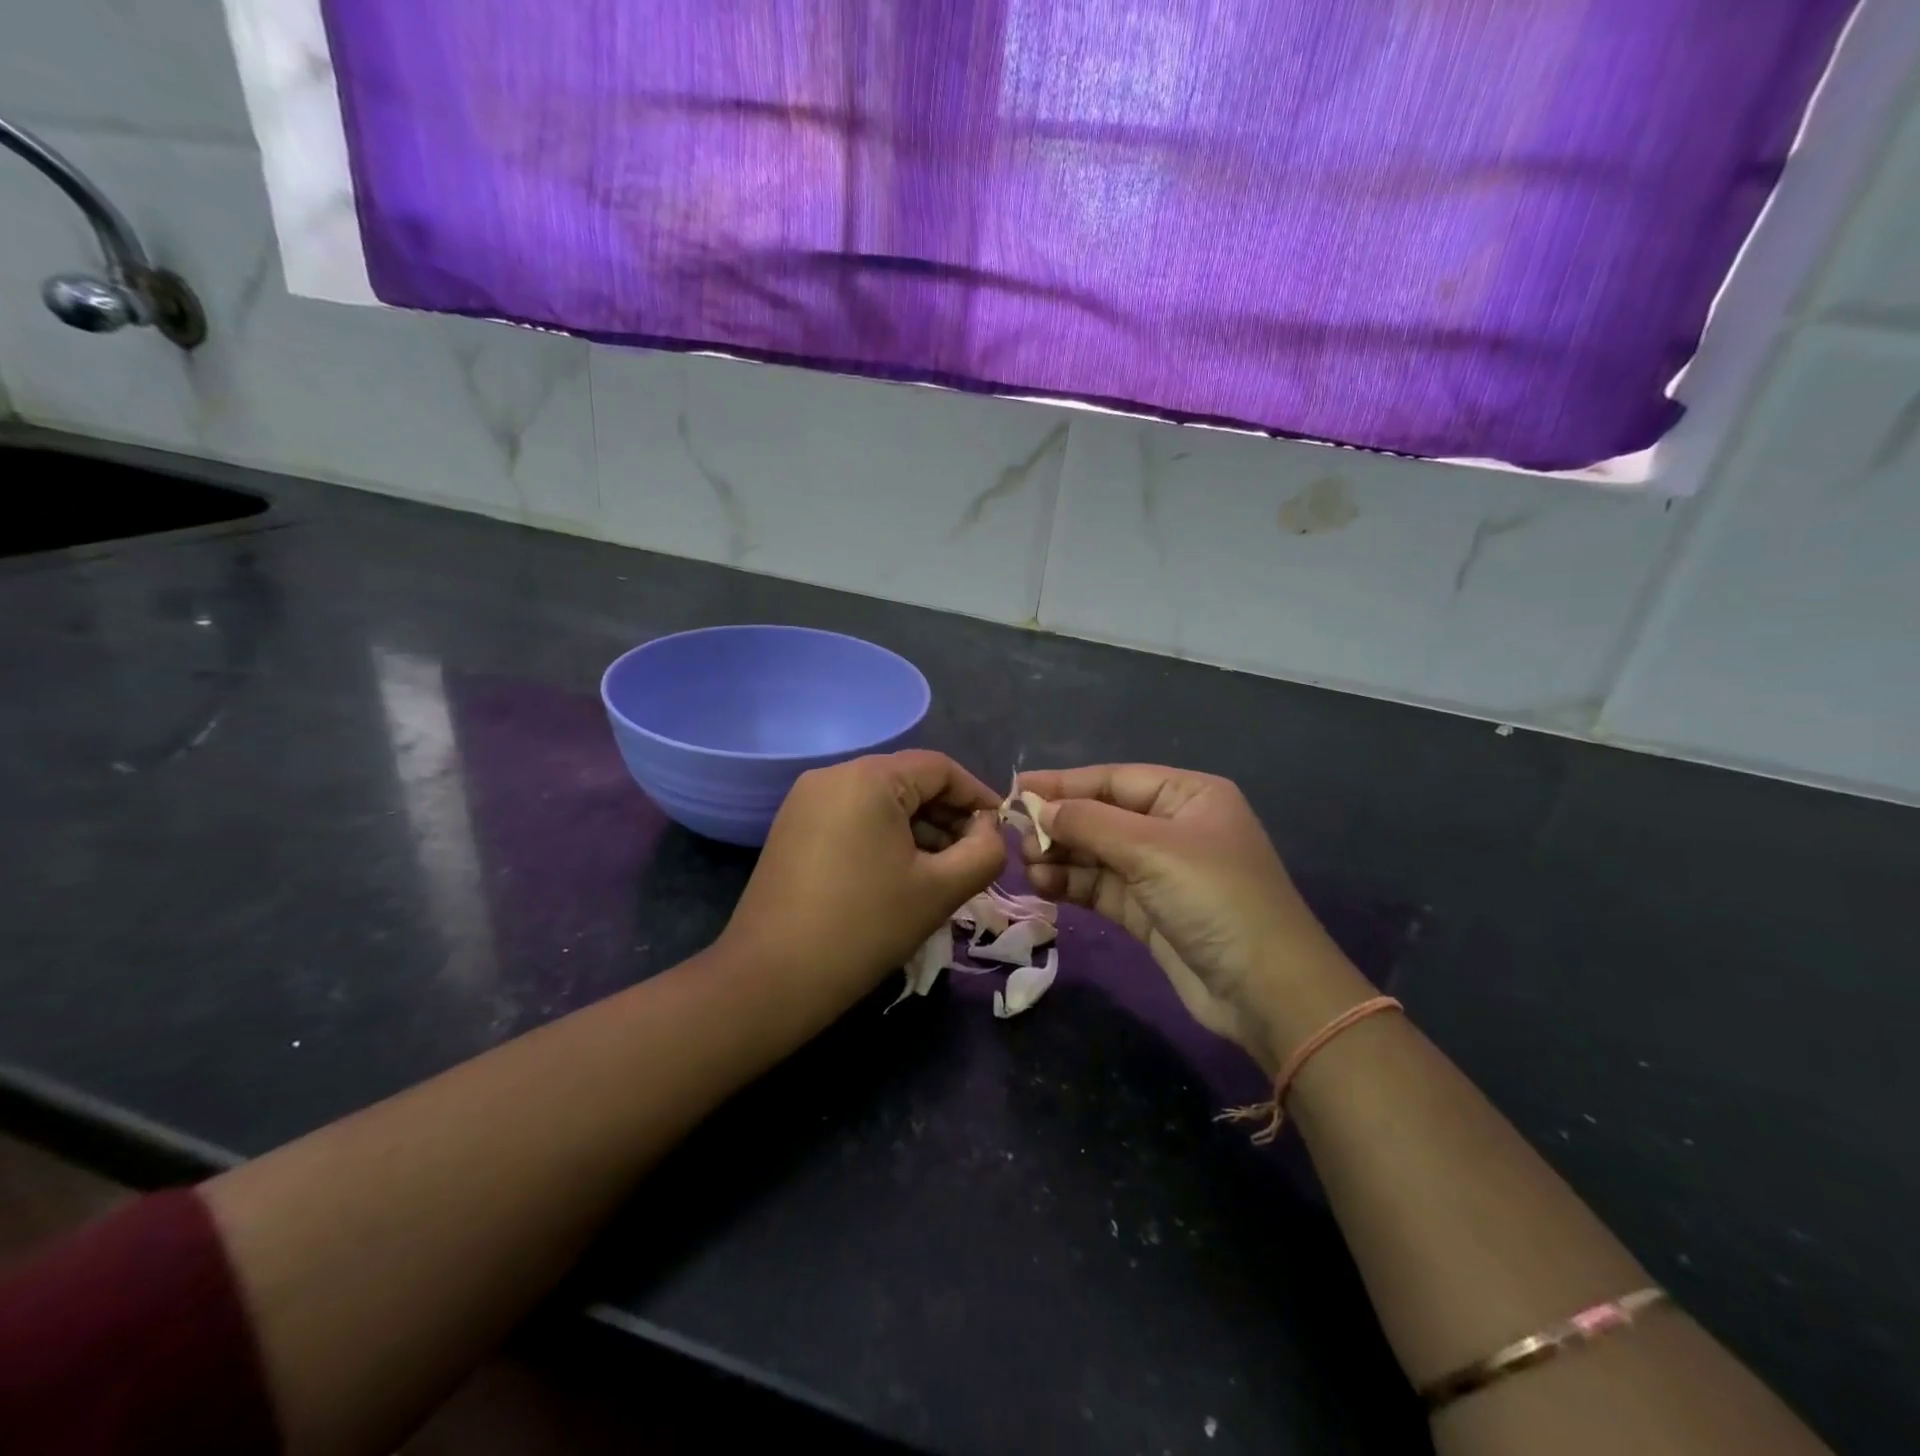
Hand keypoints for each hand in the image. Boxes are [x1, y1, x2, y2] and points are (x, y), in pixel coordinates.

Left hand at [722, 751, 1005, 1008]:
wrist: (771, 980)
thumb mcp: (940, 889)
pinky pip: (853, 818)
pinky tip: (899, 875)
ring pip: (881, 801)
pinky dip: (885, 837)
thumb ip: (985, 852)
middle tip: (974, 858)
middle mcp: (833, 775)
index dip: (978, 796)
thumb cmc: (865, 927)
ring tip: (941, 872)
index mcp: (868, 777)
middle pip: (909, 781)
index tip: (1001, 832)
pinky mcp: (792, 828)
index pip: (940, 768)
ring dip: (919, 830)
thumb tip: (989, 831)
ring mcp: (806, 801)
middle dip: (948, 816)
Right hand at [1015, 765, 1366, 1071]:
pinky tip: (1042, 884)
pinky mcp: (1149, 912)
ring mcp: (1161, 872)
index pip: (1114, 779)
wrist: (1267, 991)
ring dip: (1061, 856)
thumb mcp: (1152, 849)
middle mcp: (1174, 827)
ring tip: (1027, 865)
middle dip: (1060, 824)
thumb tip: (1037, 806)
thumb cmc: (1215, 899)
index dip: (1064, 782)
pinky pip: (1100, 887)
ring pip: (1097, 853)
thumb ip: (1089, 822)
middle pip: (1102, 815)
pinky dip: (1072, 884)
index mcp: (1188, 796)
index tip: (1016, 788)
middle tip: (1017, 836)